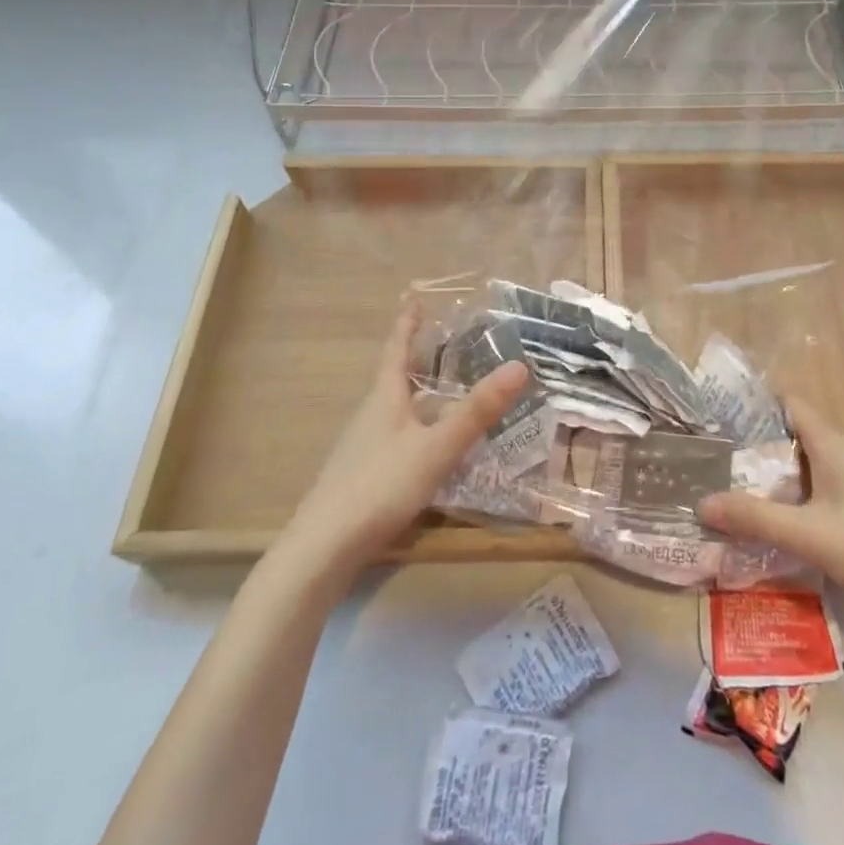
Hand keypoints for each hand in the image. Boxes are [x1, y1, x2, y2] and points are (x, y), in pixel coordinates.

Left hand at [282, 298, 528, 576]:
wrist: (323, 549)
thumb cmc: (380, 486)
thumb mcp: (437, 447)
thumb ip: (478, 411)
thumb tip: (520, 366)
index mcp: (384, 398)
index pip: (396, 349)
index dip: (407, 323)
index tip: (412, 296)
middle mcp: (370, 415)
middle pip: (393, 377)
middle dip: (415, 356)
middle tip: (440, 339)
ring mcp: (362, 447)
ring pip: (393, 408)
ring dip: (415, 392)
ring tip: (440, 388)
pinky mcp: (361, 476)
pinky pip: (393, 436)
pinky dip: (414, 426)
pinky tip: (426, 445)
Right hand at [699, 397, 843, 621]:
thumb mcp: (810, 535)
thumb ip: (756, 519)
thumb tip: (703, 502)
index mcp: (831, 444)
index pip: (788, 404)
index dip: (754, 405)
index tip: (718, 418)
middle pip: (794, 435)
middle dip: (756, 447)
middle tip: (718, 463)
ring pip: (809, 465)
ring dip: (777, 475)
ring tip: (739, 492)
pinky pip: (825, 487)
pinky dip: (800, 495)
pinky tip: (786, 523)